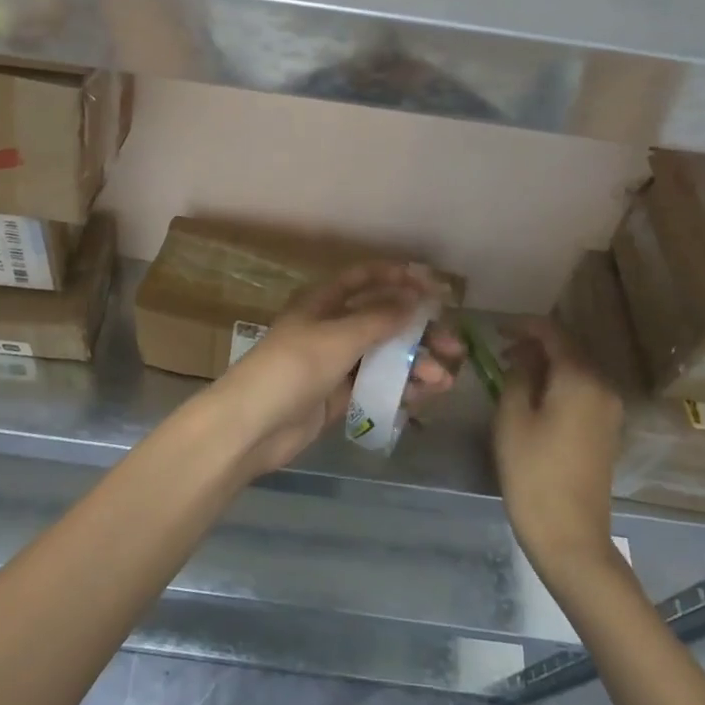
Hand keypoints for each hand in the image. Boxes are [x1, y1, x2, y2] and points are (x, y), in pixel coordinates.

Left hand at [206, 262, 462, 478]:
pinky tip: (425, 396)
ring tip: (444, 380)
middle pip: (383, 319)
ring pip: (384, 355)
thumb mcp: (338, 337)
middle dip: (419, 330)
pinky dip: (401, 388)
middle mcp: (331, 327)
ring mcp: (335, 363)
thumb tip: (417, 299)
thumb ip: (380, 318)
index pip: (365, 279)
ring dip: (416, 364)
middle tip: (453, 346)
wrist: (251, 426)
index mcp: (324, 302)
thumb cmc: (292, 368)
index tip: (435, 288)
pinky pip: (377, 385)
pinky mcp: (339, 396)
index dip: (399, 278)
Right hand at [493, 318, 624, 579]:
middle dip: (534, 345)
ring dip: (545, 366)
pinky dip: (557, 385)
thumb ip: (517, 375)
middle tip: (498, 351)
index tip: (495, 329)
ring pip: (574, 371)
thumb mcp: (512, 416)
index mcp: (580, 378)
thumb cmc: (533, 471)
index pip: (552, 332)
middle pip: (567, 350)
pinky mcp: (606, 431)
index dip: (522, 325)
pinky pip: (581, 392)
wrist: (570, 536)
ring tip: (510, 373)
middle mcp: (602, 387)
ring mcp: (608, 411)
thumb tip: (522, 354)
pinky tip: (533, 397)